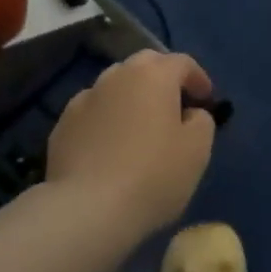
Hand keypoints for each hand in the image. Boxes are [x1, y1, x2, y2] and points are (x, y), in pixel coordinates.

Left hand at [47, 51, 217, 236]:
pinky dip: (106, 120)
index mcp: (154, 74)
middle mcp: (118, 75)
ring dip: (131, 98)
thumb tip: (190, 113)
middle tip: (174, 106)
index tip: (207, 101)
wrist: (87, 209)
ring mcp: (86, 97)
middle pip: (146, 65)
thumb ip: (201, 120)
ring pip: (116, 86)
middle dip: (163, 79)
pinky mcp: (63, 123)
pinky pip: (94, 112)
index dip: (199, 79)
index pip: (183, 62)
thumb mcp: (197, 150)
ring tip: (139, 127)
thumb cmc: (152, 175)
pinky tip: (109, 147)